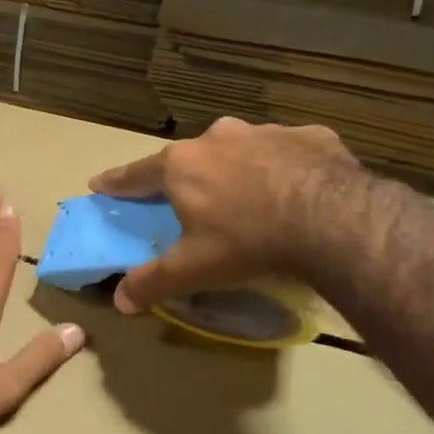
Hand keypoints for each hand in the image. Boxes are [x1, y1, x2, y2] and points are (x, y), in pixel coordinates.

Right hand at [89, 117, 359, 314]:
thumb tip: (119, 301)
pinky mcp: (310, 135)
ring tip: (250, 195)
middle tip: (191, 199)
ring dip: (238, 168)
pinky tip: (297, 189)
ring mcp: (266, 132)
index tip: (100, 184)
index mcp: (182, 165)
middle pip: (190, 157)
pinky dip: (285, 166)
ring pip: (240, 149)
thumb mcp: (194, 268)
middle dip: (187, 175)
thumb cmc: (248, 241)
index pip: (136, 173)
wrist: (333, 220)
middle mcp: (218, 137)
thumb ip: (152, 282)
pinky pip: (288, 151)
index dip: (117, 182)